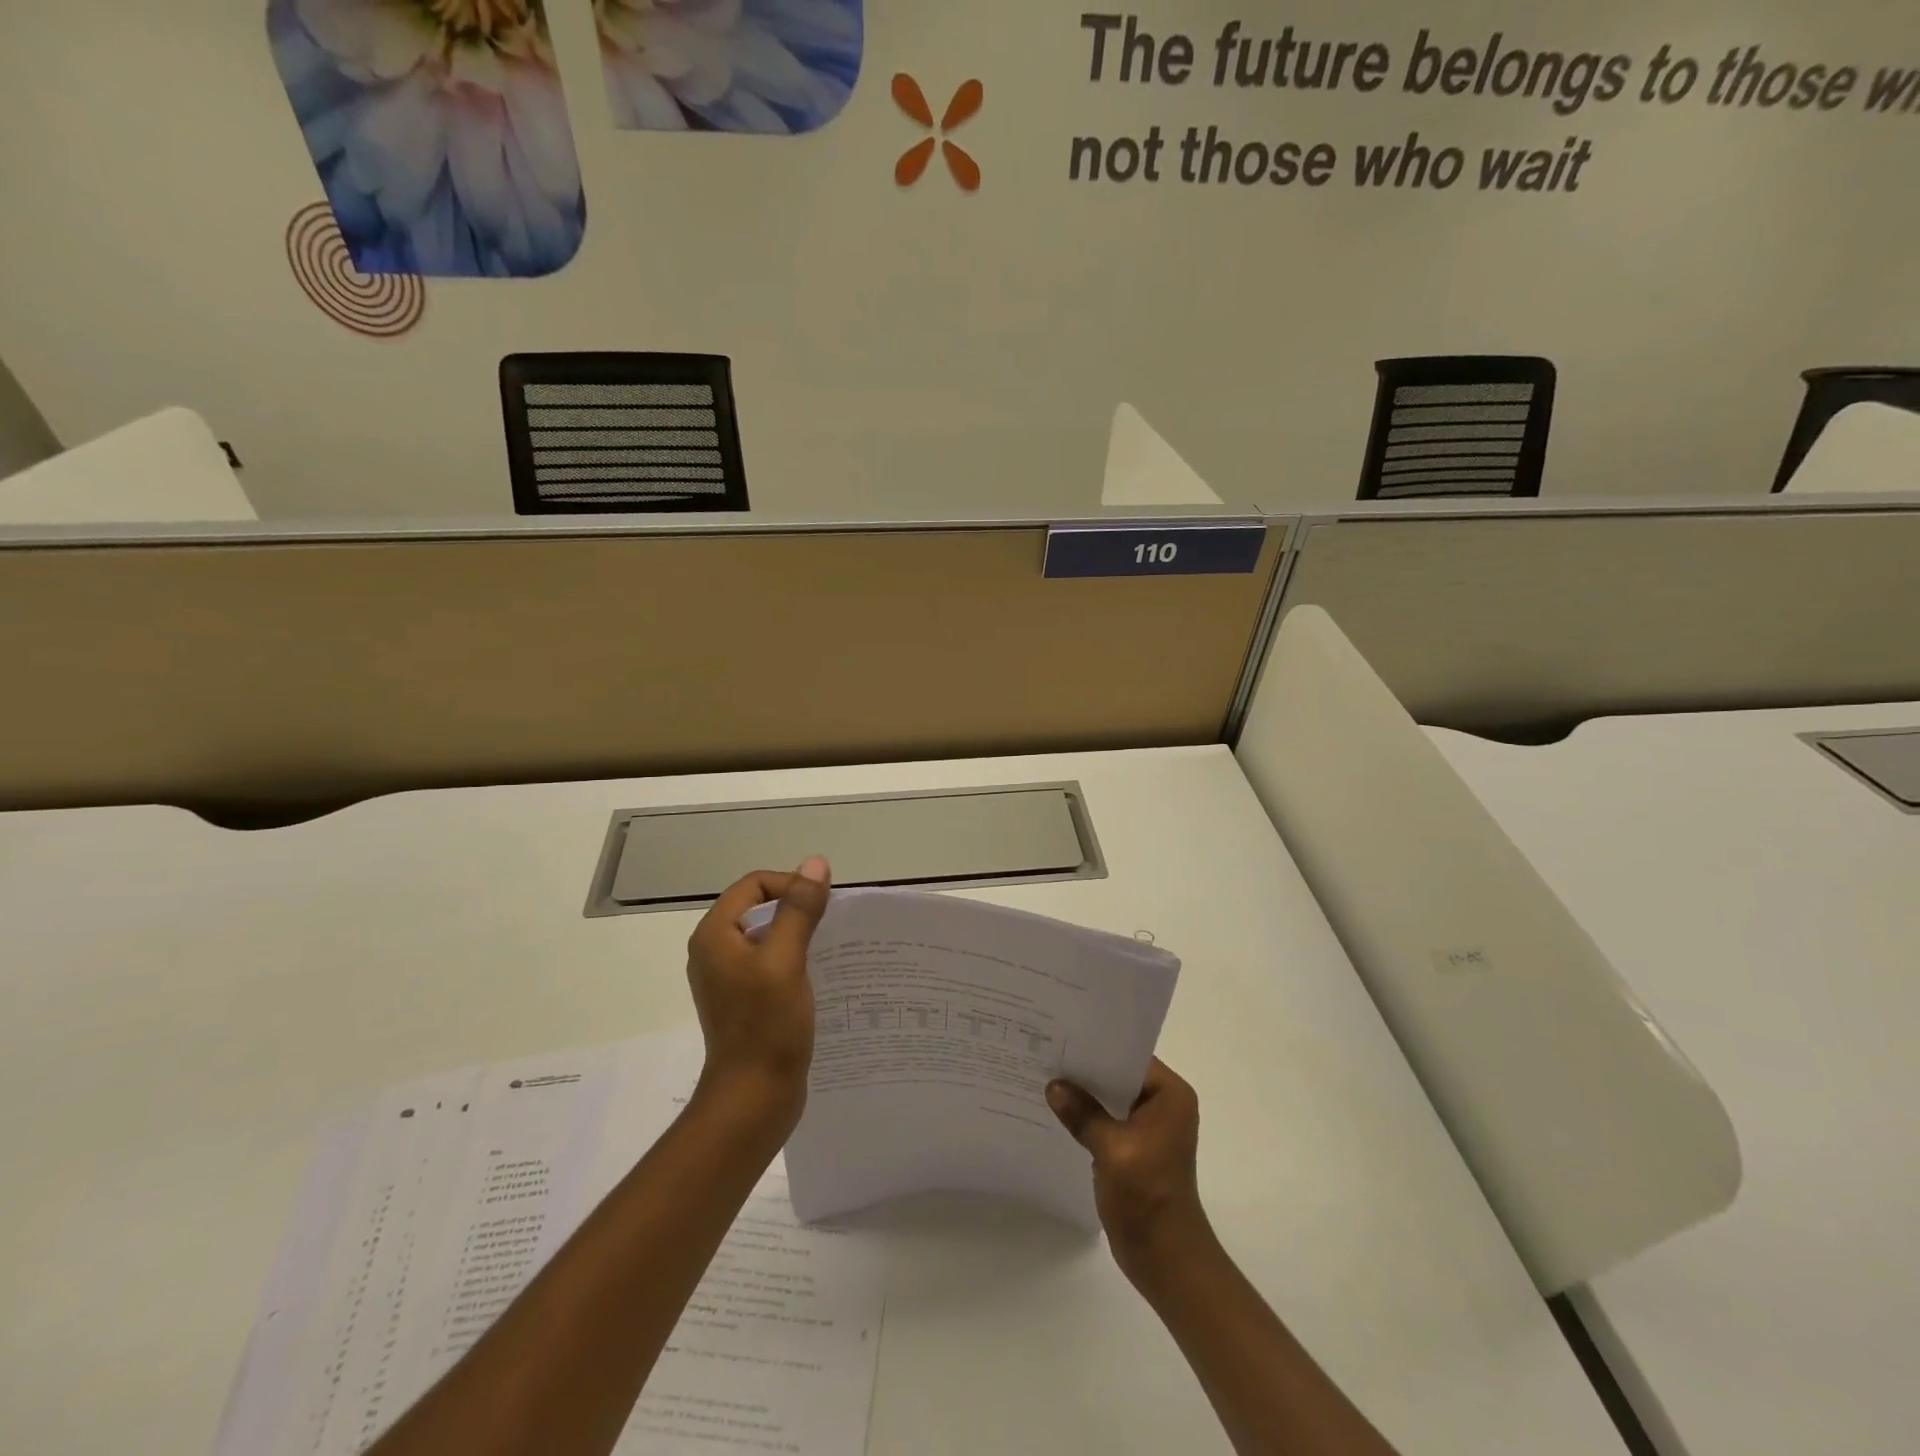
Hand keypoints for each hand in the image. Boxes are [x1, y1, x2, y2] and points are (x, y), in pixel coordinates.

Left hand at [685, 858, 831, 1137]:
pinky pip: (770, 962)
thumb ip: (799, 909)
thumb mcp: (786, 960)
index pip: (755, 884)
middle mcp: (715, 951)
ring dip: (799, 934)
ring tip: (831, 947)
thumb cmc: (767, 1026)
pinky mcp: (744, 1000)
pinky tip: (820, 974)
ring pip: (768, 935)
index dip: (791, 885)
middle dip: (797, 908)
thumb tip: (815, 863)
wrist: (753, 1099)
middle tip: (832, 925)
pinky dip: (795, 958)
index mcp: (715, 935)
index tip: (823, 905)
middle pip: (760, 907)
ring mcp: (728, 978)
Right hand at [1047, 1058, 1213, 1289]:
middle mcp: (1164, 1104)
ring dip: (1084, 1093)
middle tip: (1046, 1051)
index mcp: (1170, 1095)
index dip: (1097, 1046)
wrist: (1166, 1258)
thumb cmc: (1147, 1196)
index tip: (1061, 1035)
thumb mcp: (1111, 1149)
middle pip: (1119, 1074)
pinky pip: (1108, 1119)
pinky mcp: (1136, 1147)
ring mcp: (1150, 1127)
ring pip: (1111, 1097)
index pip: (1130, 1056)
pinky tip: (1058, 1111)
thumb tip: (1053, 1085)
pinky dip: (1087, 1115)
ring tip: (1045, 1076)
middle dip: (1085, 1069)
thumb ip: (1082, 1113)